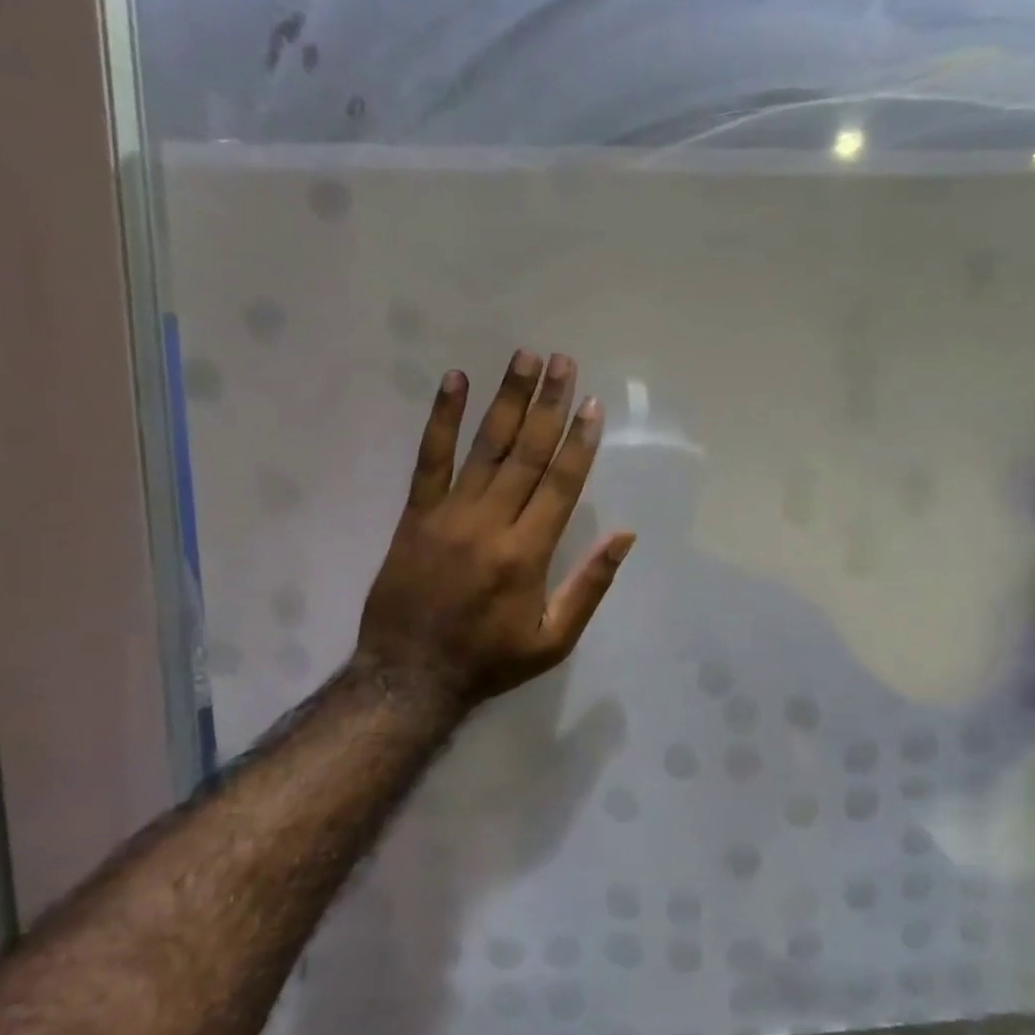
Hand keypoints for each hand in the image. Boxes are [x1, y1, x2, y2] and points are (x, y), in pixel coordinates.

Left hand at [356, 351, 634, 709]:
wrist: (409, 676)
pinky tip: (454, 382)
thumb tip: (625, 536)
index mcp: (527, 554)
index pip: (560, 484)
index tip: (591, 404)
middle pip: (526, 453)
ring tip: (524, 357)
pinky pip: (429, 458)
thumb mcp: (554, 640)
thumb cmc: (490, 660)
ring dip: (507, 399)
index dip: (579, 442)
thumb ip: (590, 586)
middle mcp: (491, 523)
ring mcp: (449, 514)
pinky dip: (441, 419)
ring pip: (485, 447)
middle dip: (548, 404)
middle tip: (563, 360)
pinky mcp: (416, 514)